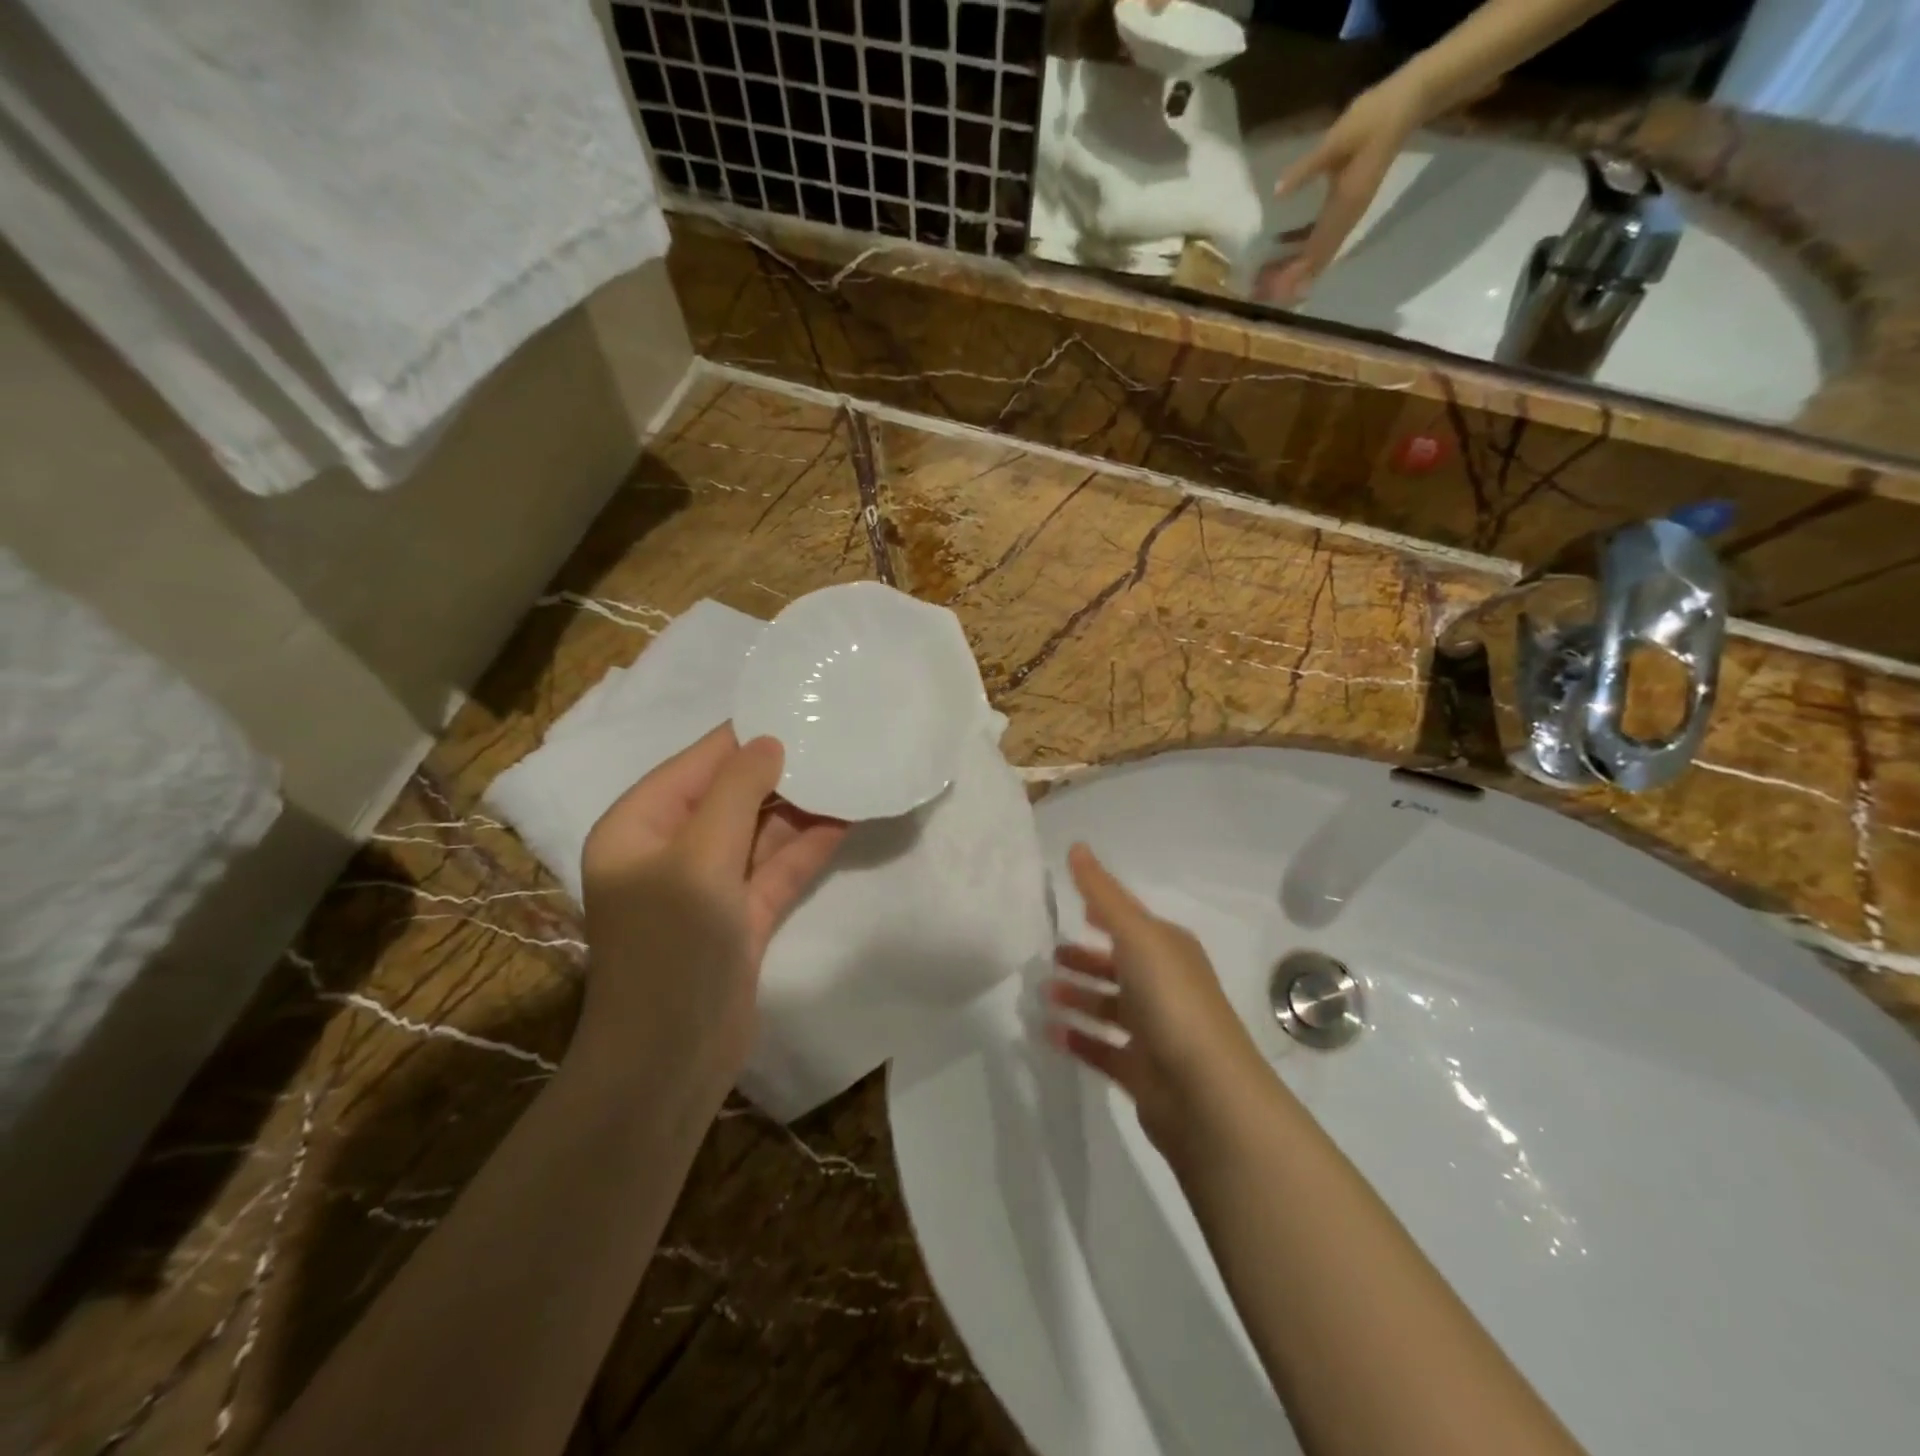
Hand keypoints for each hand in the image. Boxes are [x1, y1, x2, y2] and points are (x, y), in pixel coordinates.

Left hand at [575, 727, 846, 1093]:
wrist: (671, 1060)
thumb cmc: (672, 946)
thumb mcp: (700, 858)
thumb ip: (736, 793)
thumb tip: (770, 742)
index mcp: (640, 826)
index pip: (698, 764)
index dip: (747, 738)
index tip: (800, 710)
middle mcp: (671, 849)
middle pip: (732, 795)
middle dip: (781, 772)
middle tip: (837, 740)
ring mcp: (709, 885)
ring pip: (760, 831)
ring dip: (800, 808)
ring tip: (850, 772)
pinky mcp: (742, 916)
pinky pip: (777, 868)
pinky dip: (807, 846)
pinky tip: (846, 819)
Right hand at [1043, 843, 1267, 1157]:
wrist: (1205, 1094)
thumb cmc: (1171, 1000)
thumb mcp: (1136, 935)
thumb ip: (1102, 893)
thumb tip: (1077, 846)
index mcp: (1169, 949)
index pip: (1130, 921)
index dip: (1102, 910)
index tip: (1069, 906)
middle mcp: (1165, 985)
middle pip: (1118, 965)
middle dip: (1084, 958)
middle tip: (1045, 955)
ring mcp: (1155, 1031)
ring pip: (1109, 1006)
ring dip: (1077, 997)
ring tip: (1041, 993)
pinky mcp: (1142, 1071)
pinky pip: (1102, 1048)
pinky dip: (1078, 1038)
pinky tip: (1048, 1032)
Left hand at [1255, 75, 1429, 305]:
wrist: (1407, 104)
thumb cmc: (1372, 119)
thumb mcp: (1336, 141)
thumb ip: (1307, 167)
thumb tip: (1277, 191)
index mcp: (1343, 208)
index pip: (1314, 253)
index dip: (1290, 275)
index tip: (1268, 290)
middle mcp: (1346, 219)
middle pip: (1313, 262)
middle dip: (1286, 280)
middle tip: (1257, 291)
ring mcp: (1347, 215)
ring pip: (1316, 253)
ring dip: (1291, 269)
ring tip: (1263, 279)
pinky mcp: (1345, 206)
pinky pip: (1319, 237)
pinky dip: (1299, 249)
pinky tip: (1279, 250)